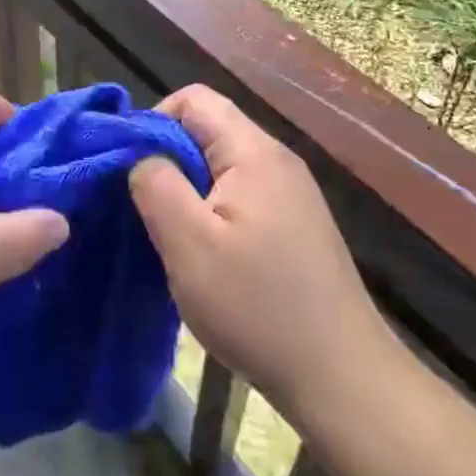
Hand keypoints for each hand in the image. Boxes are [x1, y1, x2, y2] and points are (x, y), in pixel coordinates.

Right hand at [129, 86, 394, 420]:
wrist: (342, 376)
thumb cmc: (258, 306)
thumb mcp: (190, 245)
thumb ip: (157, 186)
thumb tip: (141, 154)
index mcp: (254, 151)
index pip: (195, 98)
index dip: (155, 122)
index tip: (133, 170)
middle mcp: (278, 159)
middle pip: (210, 130)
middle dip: (171, 161)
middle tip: (149, 212)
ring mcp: (293, 192)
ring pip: (224, 166)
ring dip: (191, 192)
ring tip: (175, 238)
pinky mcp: (297, 224)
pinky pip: (243, 196)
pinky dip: (215, 213)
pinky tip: (209, 258)